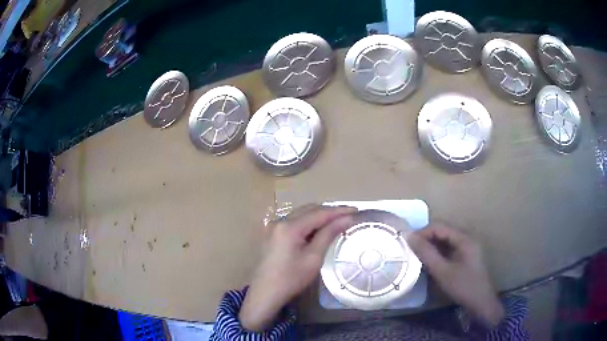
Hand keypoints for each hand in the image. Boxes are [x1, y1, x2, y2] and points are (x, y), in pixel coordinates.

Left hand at [239, 205, 356, 330]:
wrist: (265, 293)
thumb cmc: (291, 279)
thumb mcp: (313, 257)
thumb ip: (329, 234)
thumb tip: (347, 219)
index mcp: (289, 227)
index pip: (319, 213)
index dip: (339, 211)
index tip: (356, 210)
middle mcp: (280, 221)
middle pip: (309, 210)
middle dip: (329, 211)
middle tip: (348, 215)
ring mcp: (274, 226)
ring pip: (301, 214)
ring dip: (319, 216)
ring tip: (337, 221)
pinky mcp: (272, 233)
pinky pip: (294, 222)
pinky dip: (308, 222)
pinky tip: (318, 229)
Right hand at [408, 224, 504, 327]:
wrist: (481, 301)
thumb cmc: (463, 286)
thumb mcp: (442, 271)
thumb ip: (427, 253)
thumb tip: (410, 237)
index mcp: (464, 238)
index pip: (439, 226)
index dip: (423, 232)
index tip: (408, 244)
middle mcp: (467, 237)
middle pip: (443, 230)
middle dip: (426, 238)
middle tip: (412, 250)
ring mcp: (468, 246)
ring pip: (446, 239)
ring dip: (432, 245)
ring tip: (419, 255)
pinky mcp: (467, 255)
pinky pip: (450, 247)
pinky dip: (439, 251)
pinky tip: (432, 261)